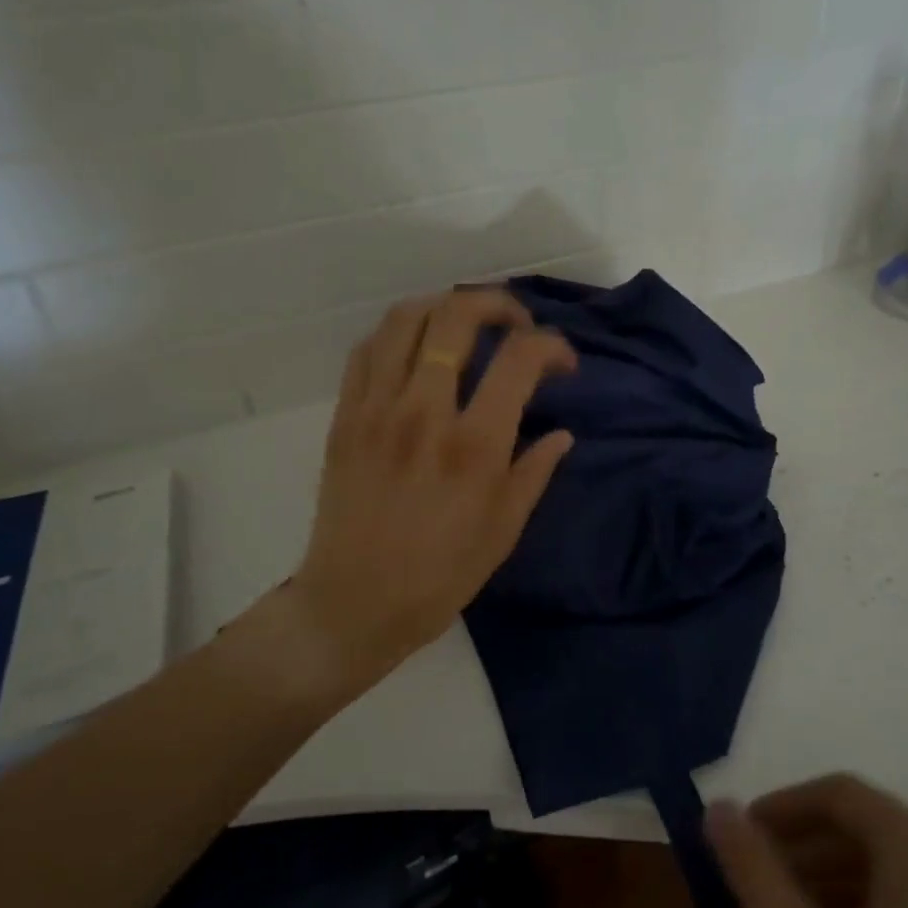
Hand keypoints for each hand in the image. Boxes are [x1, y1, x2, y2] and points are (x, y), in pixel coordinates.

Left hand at [286, 287, 576, 694]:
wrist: (354, 604)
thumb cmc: (439, 577)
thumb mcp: (503, 532)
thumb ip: (534, 473)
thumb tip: (561, 434)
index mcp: (474, 446)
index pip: (519, 359)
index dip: (551, 345)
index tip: (563, 362)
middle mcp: (424, 413)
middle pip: (456, 317)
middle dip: (497, 303)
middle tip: (516, 323)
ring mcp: (377, 410)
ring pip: (405, 320)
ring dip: (443, 306)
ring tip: (465, 324)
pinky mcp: (344, 418)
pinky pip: (367, 351)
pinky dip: (397, 334)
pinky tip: (416, 348)